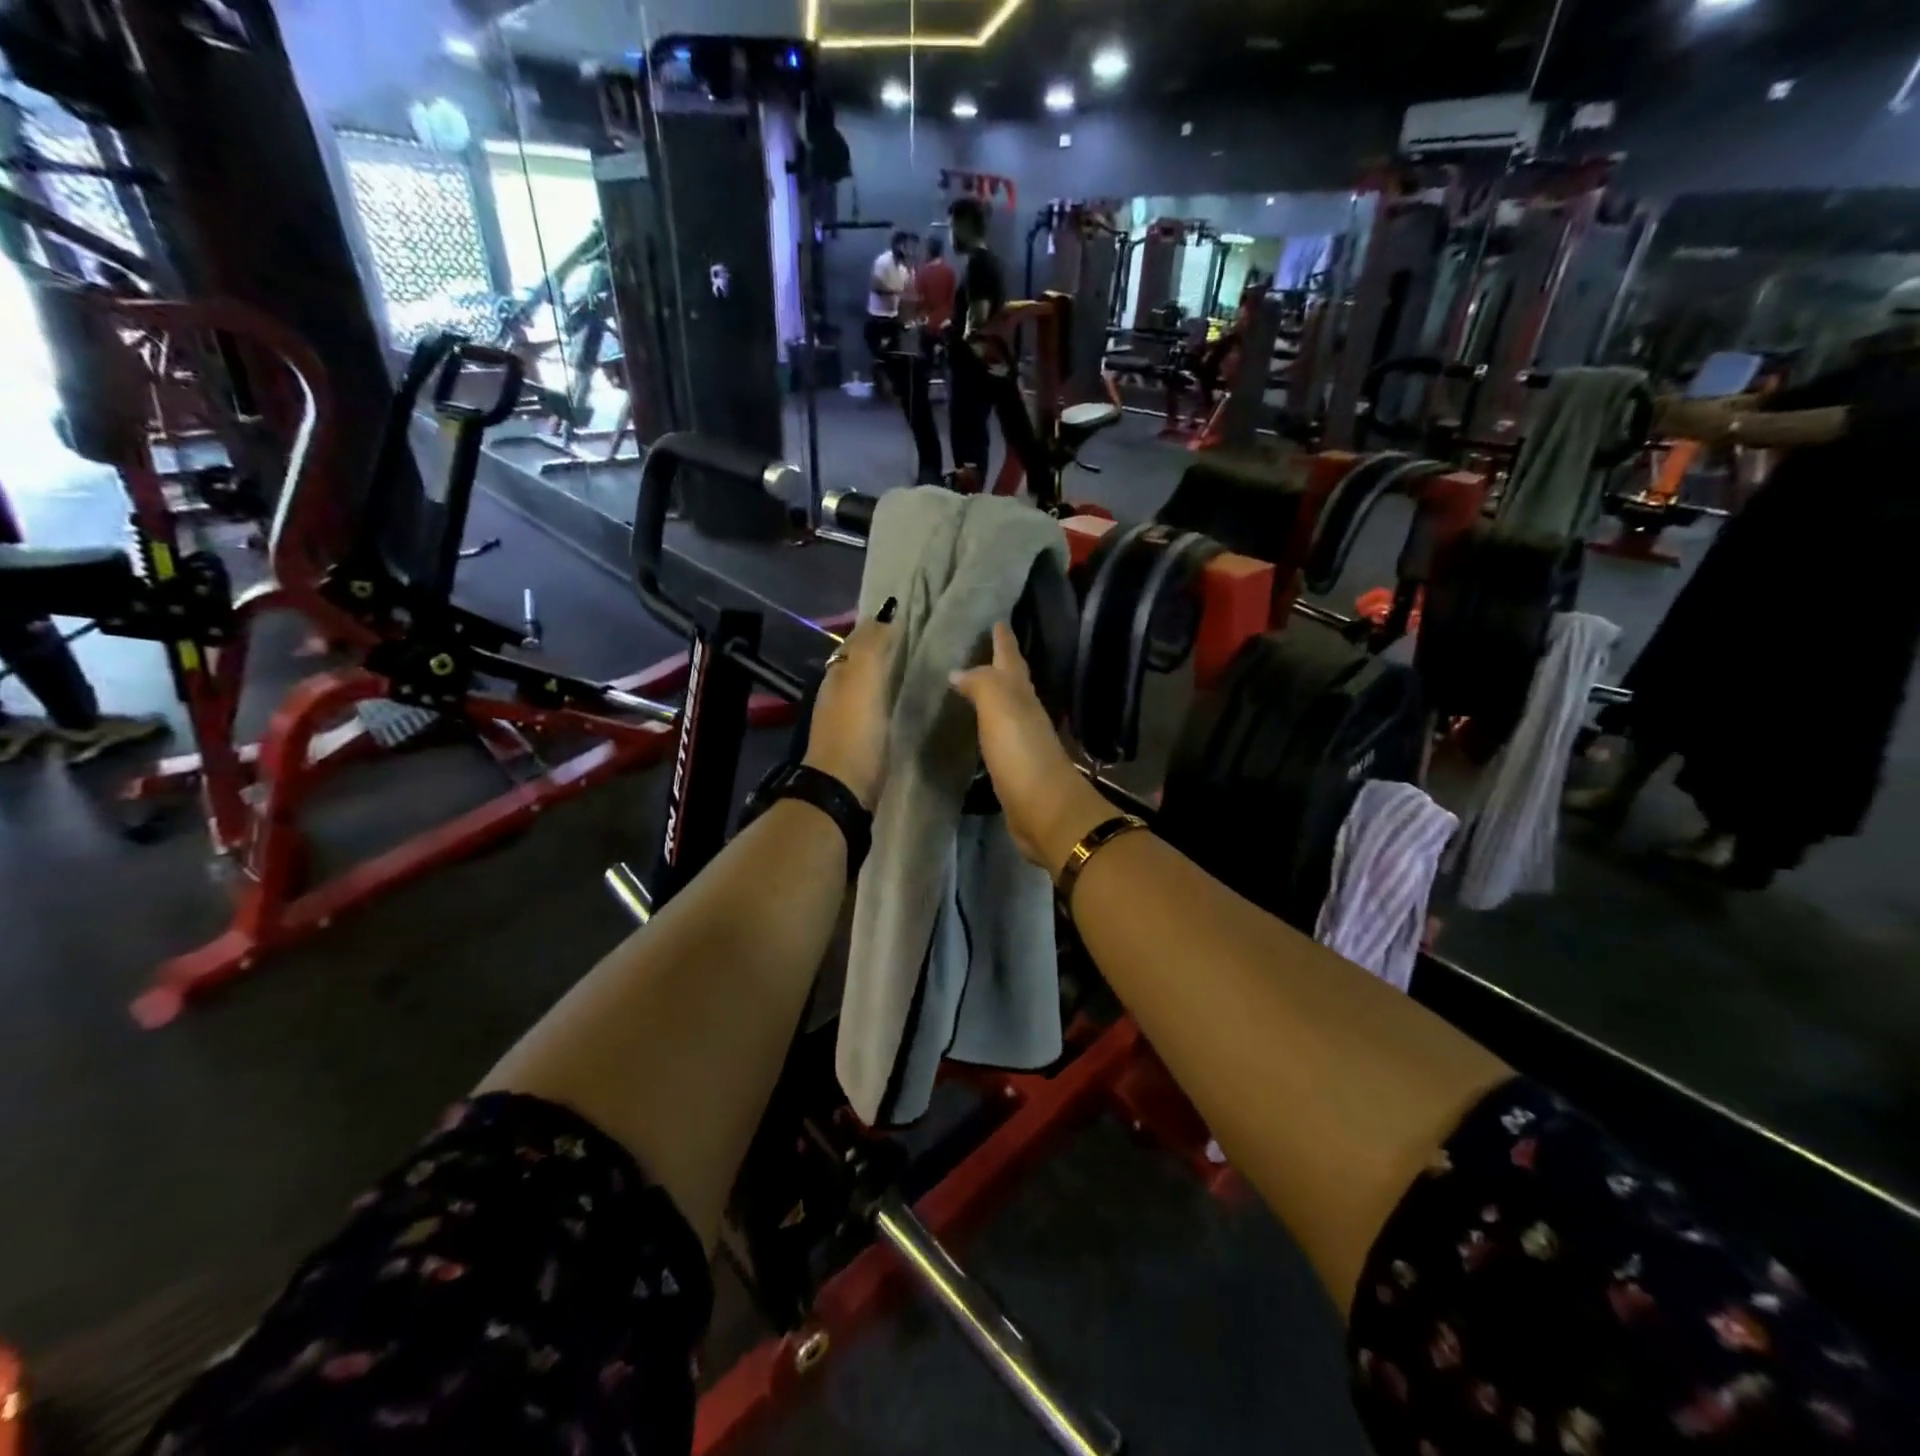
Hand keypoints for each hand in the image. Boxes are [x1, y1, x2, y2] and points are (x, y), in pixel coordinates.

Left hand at [802, 600, 897, 809]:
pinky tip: (902, 701)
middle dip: (879, 647)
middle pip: (858, 662)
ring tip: (913, 665)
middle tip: (912, 637)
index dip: (875, 626)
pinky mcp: (858, 741)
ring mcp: (846, 718)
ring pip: (864, 685)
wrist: (842, 789)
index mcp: (838, 675)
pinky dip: (885, 697)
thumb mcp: (863, 682)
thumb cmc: (855, 732)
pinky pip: (872, 707)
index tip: (902, 614)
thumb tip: (885, 616)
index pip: (856, 641)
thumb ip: (873, 648)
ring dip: (883, 673)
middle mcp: (837, 692)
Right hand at [949, 622, 1114, 871]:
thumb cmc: (1022, 753)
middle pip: (1010, 680)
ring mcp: (1020, 740)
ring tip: (969, 682)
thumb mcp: (1000, 707)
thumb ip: (981, 684)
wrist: (1045, 811)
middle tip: (978, 645)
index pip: (1010, 658)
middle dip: (998, 662)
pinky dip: (987, 725)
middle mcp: (1024, 712)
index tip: (996, 618)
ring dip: (990, 693)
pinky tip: (976, 727)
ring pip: (1004, 707)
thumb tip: (959, 671)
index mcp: (1021, 694)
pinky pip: (996, 736)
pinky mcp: (1013, 767)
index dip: (1003, 638)